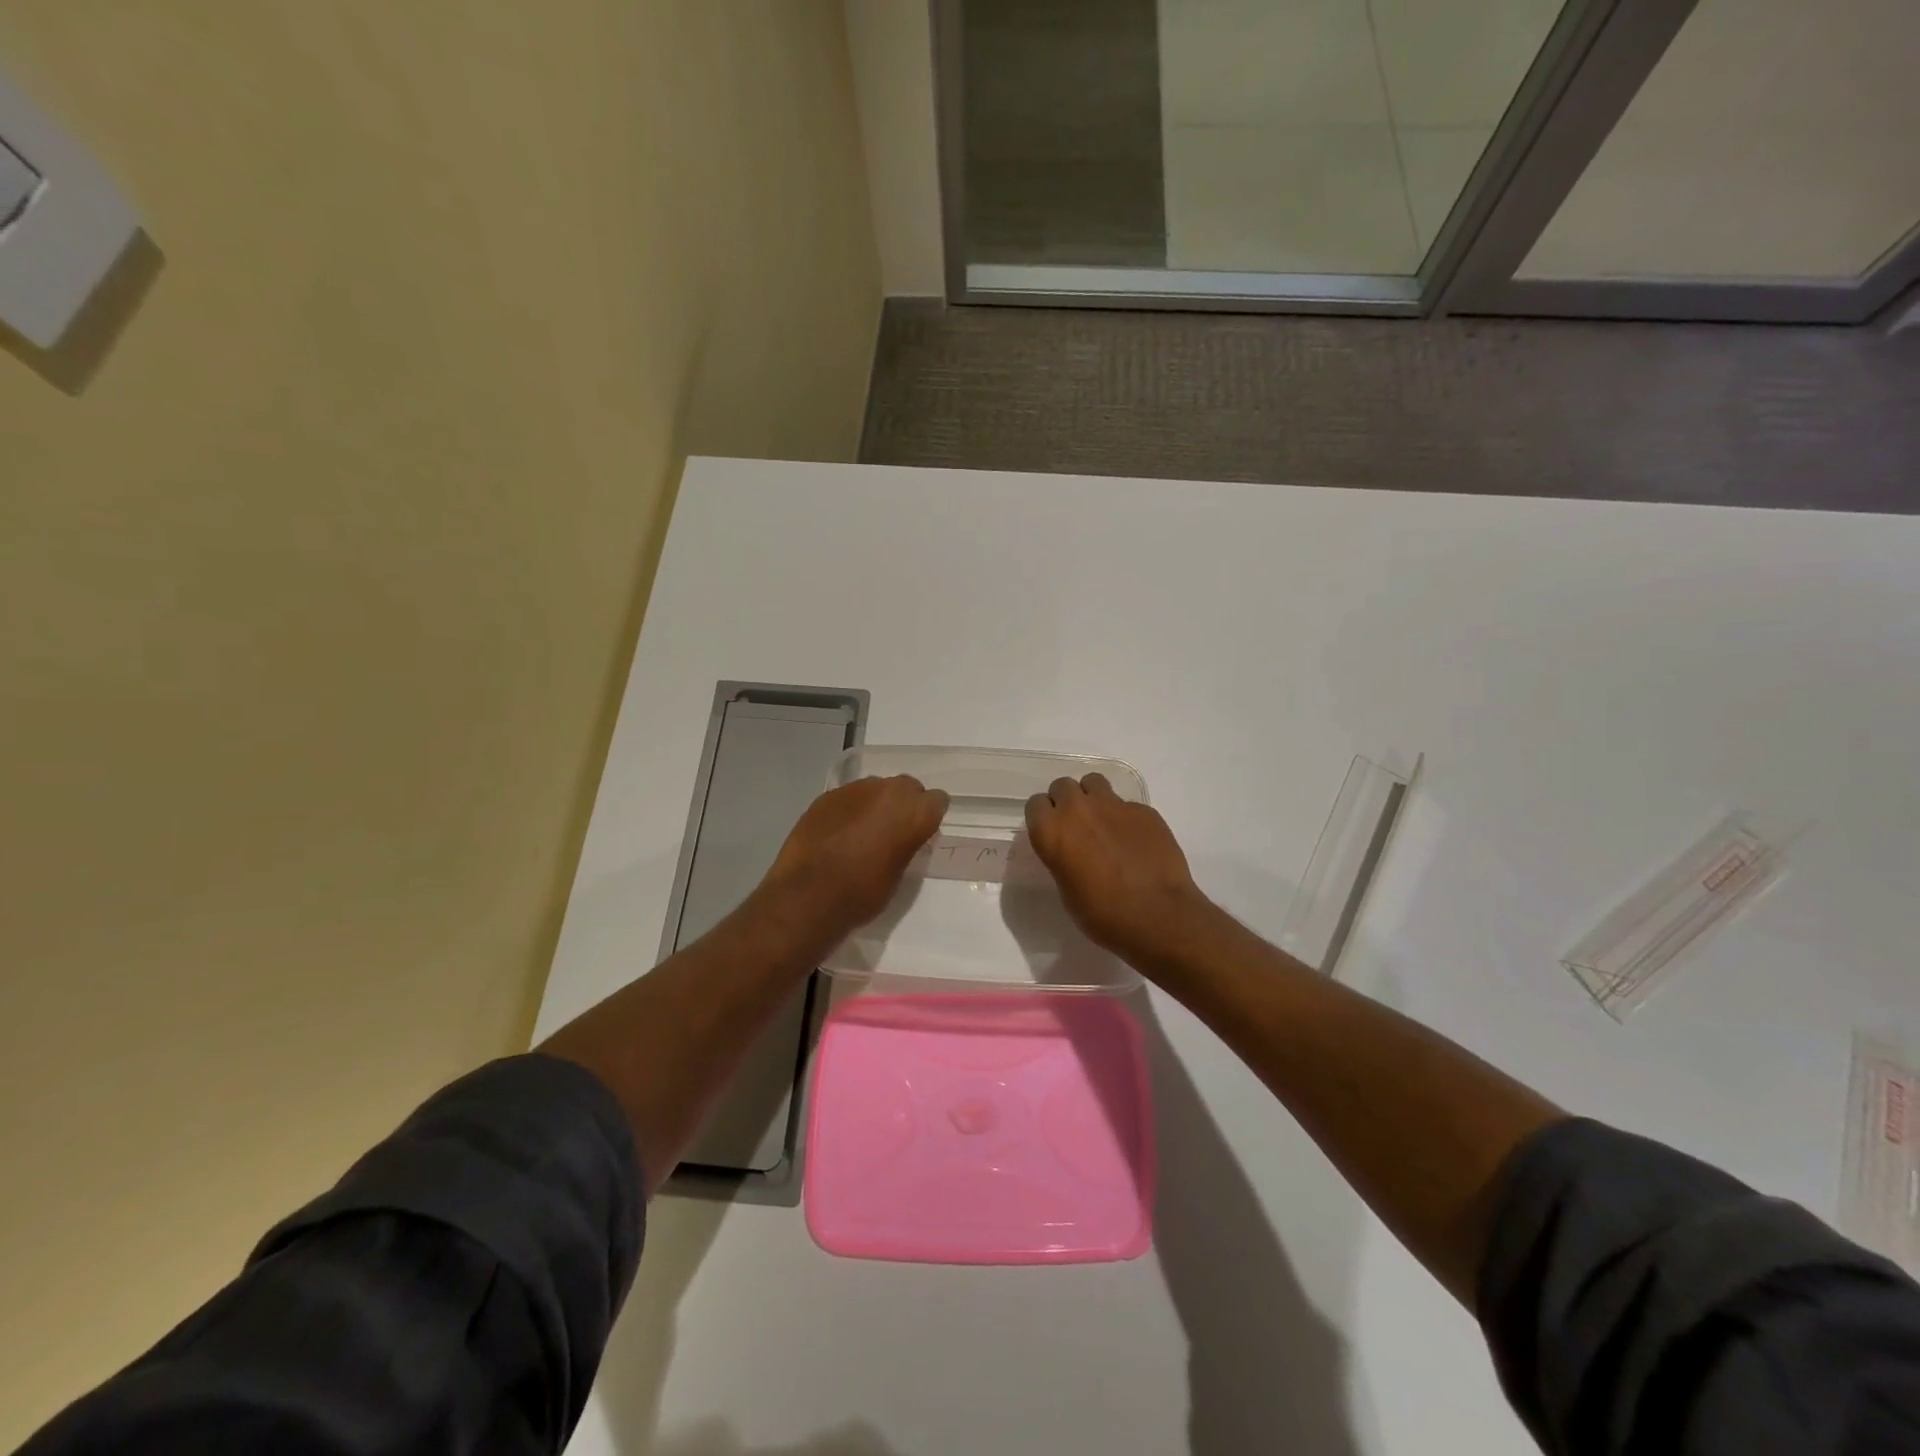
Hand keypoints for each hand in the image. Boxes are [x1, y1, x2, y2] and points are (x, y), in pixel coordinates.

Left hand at [763, 775, 948, 938]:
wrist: (808, 895)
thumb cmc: (863, 893)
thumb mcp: (899, 873)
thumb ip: (907, 845)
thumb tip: (904, 837)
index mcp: (914, 812)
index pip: (937, 800)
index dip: (929, 817)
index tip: (921, 833)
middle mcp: (888, 791)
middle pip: (907, 787)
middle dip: (903, 804)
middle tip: (893, 830)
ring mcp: (855, 789)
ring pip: (876, 788)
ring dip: (875, 804)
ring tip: (862, 831)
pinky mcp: (827, 795)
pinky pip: (848, 797)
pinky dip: (849, 810)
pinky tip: (838, 832)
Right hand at [1025, 774, 1214, 966]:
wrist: (1159, 916)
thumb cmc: (1104, 915)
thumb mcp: (1067, 891)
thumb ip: (1062, 859)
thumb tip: (1071, 851)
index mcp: (1052, 831)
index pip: (1035, 804)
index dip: (1043, 818)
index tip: (1052, 833)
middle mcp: (1078, 809)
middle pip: (1062, 786)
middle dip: (1066, 802)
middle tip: (1077, 827)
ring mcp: (1114, 805)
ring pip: (1094, 782)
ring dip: (1092, 798)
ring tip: (1103, 823)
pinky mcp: (1144, 809)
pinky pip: (1126, 804)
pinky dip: (1125, 817)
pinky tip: (1135, 841)